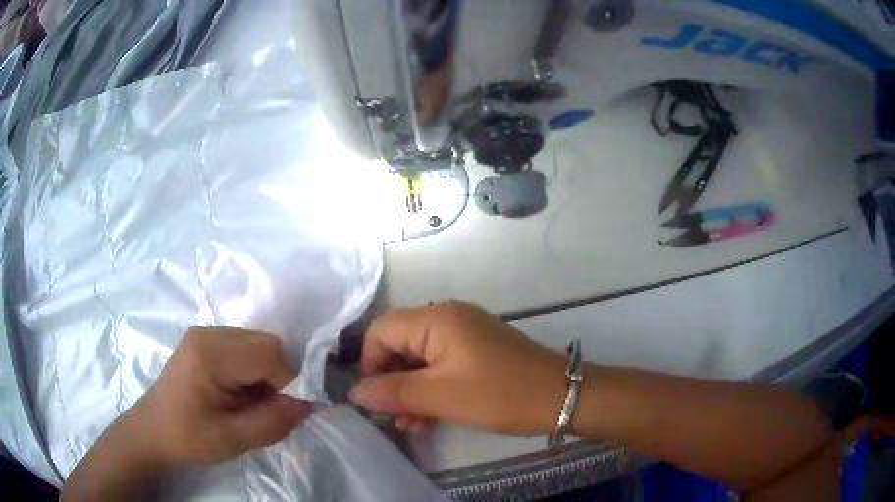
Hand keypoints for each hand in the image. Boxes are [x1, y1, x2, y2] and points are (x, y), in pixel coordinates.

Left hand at [124, 327, 310, 466]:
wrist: (153, 431)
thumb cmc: (188, 438)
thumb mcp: (233, 440)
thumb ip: (273, 422)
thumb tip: (308, 404)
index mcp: (209, 354)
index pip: (269, 354)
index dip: (287, 383)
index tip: (283, 412)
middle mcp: (208, 333)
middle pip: (265, 343)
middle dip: (278, 377)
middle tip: (266, 409)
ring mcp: (204, 333)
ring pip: (258, 343)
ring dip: (266, 373)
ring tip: (249, 403)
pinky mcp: (204, 340)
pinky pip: (245, 346)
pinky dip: (253, 369)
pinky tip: (238, 391)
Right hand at [349, 302, 566, 435]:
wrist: (561, 397)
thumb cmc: (500, 394)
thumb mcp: (442, 396)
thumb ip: (393, 391)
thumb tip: (355, 392)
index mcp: (437, 319)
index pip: (381, 329)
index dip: (370, 363)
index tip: (372, 398)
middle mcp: (448, 319)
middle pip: (399, 344)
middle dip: (390, 381)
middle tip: (388, 416)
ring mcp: (464, 336)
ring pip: (419, 360)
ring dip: (409, 391)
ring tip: (406, 424)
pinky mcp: (476, 353)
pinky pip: (440, 367)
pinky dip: (429, 390)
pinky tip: (425, 419)